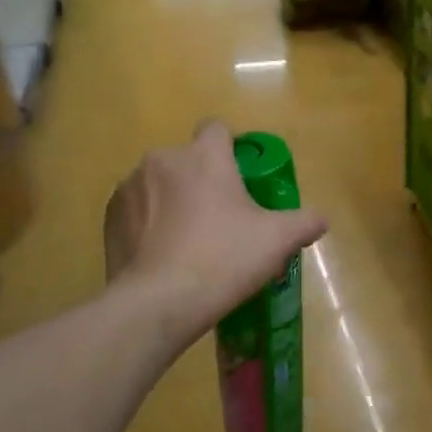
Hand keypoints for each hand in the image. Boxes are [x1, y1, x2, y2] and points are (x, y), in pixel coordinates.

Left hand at [105, 120, 327, 346]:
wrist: (158, 302)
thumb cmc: (224, 259)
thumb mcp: (277, 241)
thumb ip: (304, 222)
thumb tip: (321, 219)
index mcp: (204, 157)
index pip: (217, 129)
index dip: (230, 149)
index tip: (240, 179)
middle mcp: (163, 160)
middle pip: (188, 161)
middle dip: (202, 182)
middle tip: (220, 221)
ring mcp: (130, 187)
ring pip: (160, 185)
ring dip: (173, 202)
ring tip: (187, 243)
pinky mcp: (110, 217)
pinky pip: (136, 210)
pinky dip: (148, 224)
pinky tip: (161, 255)